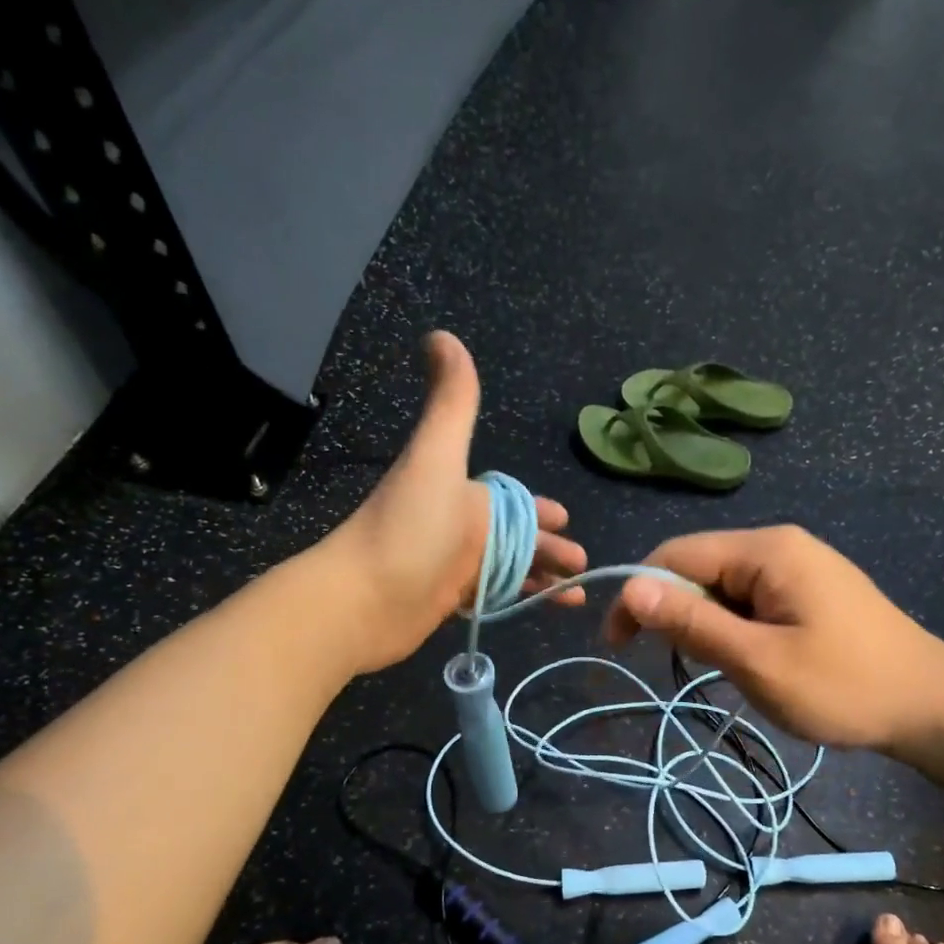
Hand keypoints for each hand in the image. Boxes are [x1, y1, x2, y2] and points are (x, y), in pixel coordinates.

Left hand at [322, 331, 585, 672]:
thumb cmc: (409, 527)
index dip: (540, 510)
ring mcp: (453, 569)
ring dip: (542, 579)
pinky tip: (541, 610)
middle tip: (582, 564)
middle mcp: (460, 529)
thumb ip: (452, 403)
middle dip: (550, 549)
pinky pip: (493, 599)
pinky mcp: (447, 604)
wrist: (362, 599)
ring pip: (509, 571)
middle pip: (517, 539)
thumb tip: (440, 333)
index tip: (566, 519)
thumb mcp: (437, 458)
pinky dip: (518, 602)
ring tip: (575, 596)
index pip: (512, 501)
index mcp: (463, 495)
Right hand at [604, 526, 943, 749]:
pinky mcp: (810, 590)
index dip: (638, 594)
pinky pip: (751, 599)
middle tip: (677, 665)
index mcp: (766, 550)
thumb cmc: (845, 686)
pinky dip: (734, 628)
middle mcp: (779, 545)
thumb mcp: (759, 661)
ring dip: (707, 624)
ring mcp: (799, 566)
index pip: (677, 554)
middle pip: (700, 566)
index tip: (618, 645)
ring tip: (724, 668)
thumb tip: (630, 588)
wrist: (933, 706)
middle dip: (676, 611)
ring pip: (724, 587)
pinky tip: (748, 659)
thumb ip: (693, 623)